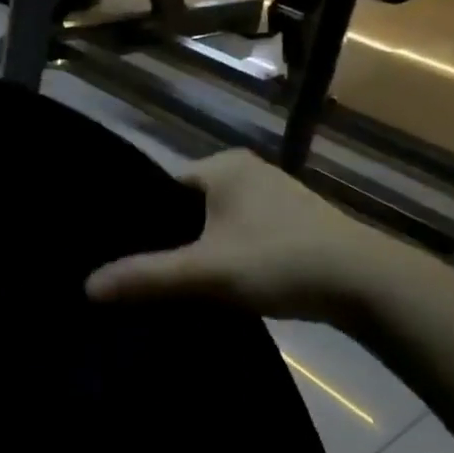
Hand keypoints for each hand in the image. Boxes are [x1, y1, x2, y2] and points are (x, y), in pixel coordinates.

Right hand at [86, 149, 390, 320]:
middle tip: (140, 275)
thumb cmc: (279, 261)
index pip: (160, 187)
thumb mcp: (205, 271)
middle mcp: (248, 171)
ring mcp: (274, 196)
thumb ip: (146, 277)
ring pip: (214, 223)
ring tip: (173, 283)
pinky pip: (239, 235)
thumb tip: (86, 286)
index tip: (119, 255)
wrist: (366, 284)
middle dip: (167, 239)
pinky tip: (217, 284)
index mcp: (223, 166)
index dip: (138, 222)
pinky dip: (224, 255)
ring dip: (198, 250)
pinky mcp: (292, 223)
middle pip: (187, 207)